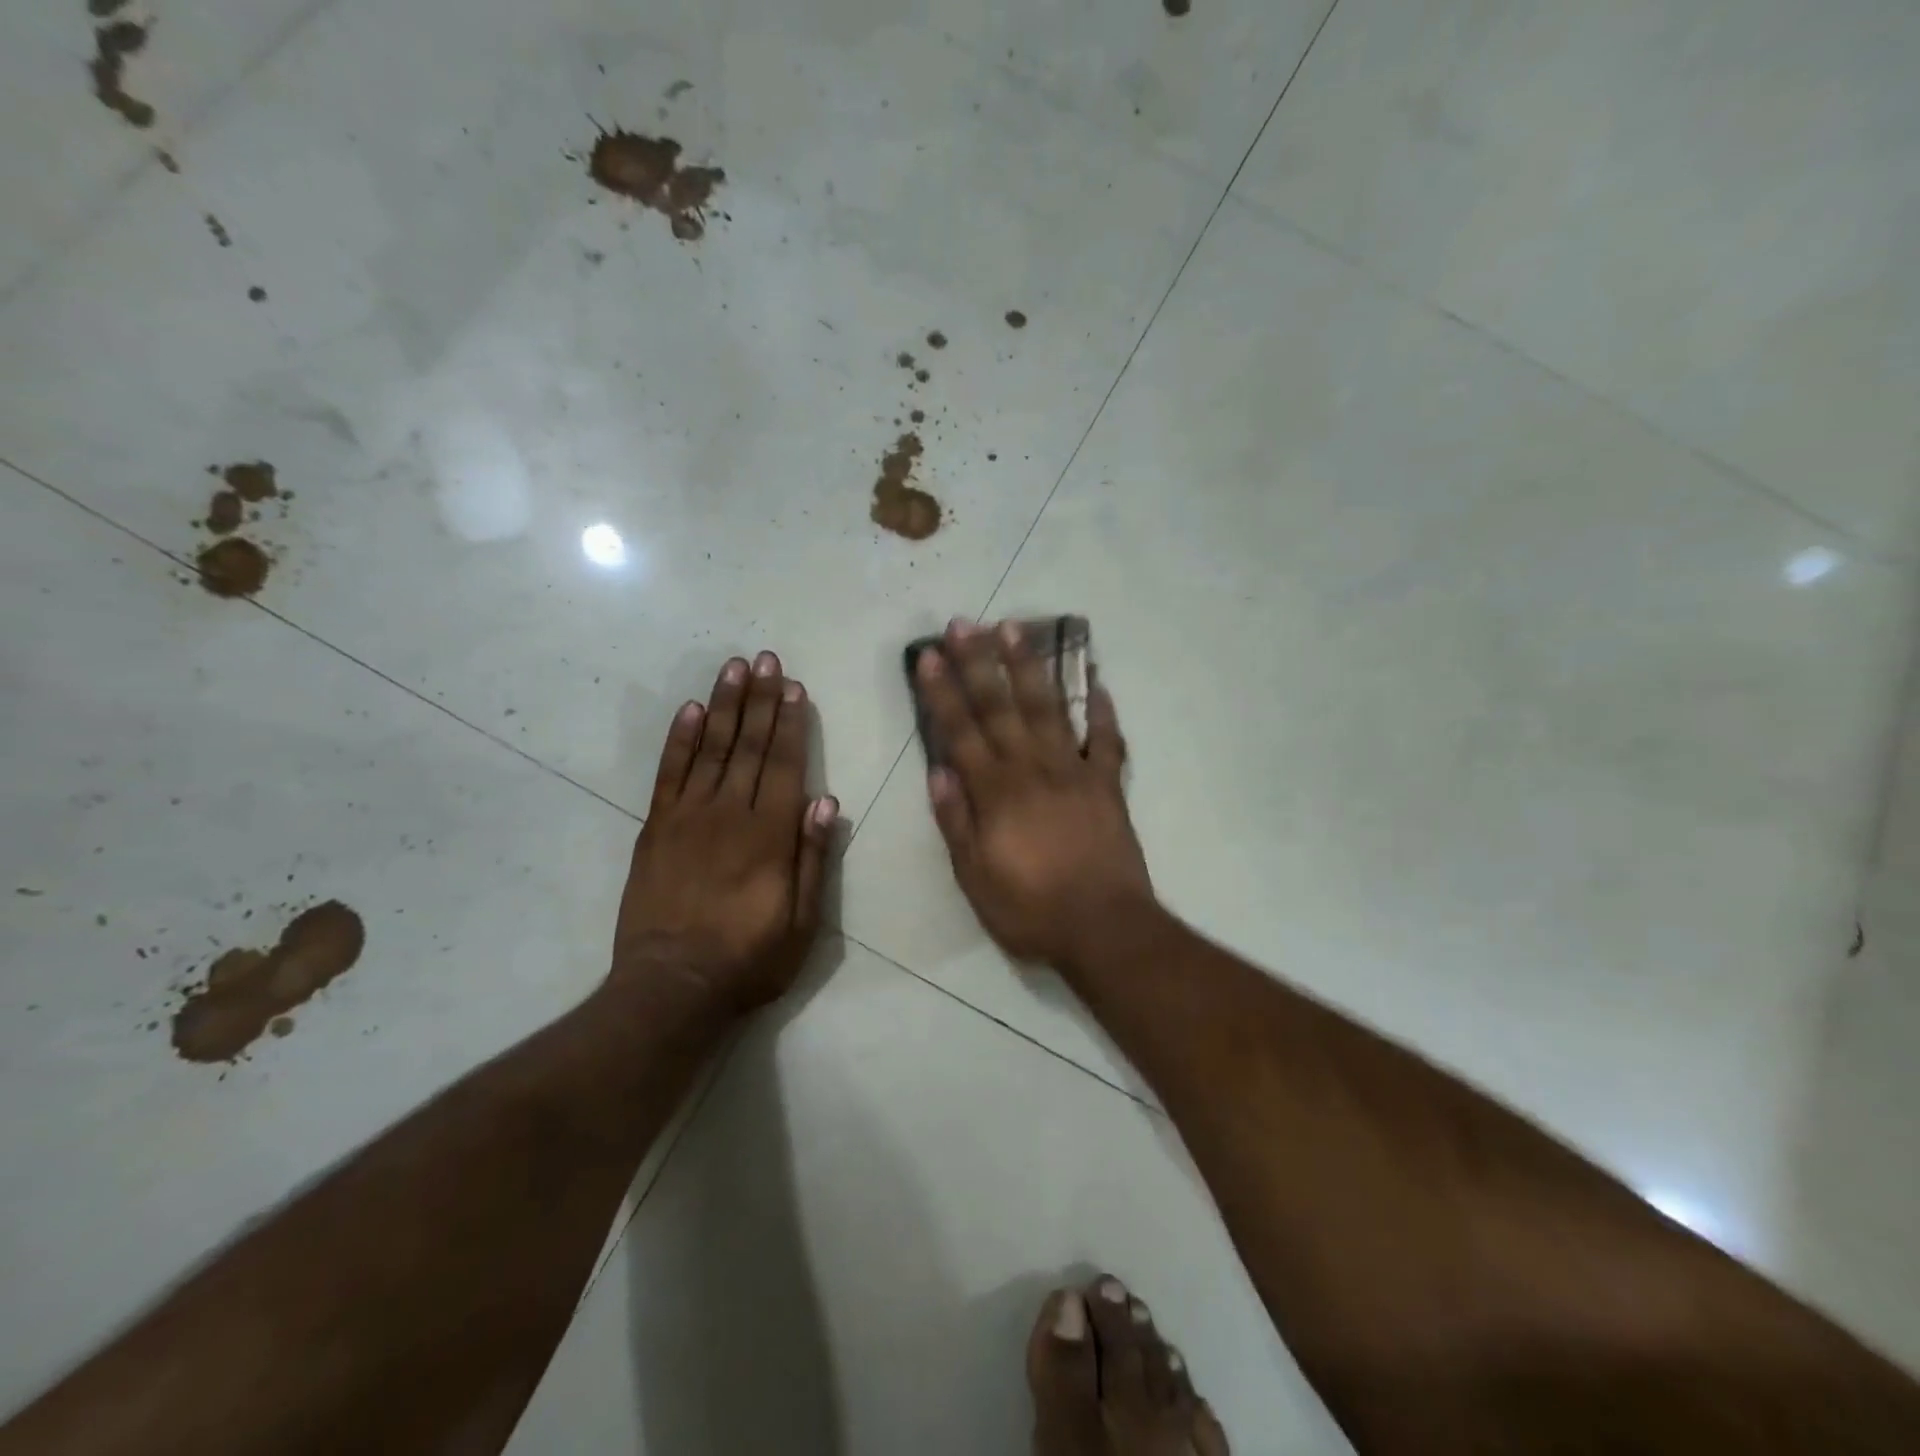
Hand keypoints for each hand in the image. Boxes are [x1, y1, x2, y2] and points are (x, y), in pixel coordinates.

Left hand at [612, 652, 837, 1016]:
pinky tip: (691, 710)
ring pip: (711, 748)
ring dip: (725, 705)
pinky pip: (669, 773)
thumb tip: (826, 802)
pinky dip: (681, 739)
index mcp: (771, 834)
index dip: (792, 723)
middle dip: (761, 699)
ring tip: (734, 668)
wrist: (671, 987)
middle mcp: (730, 813)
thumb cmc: (749, 958)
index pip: (785, 764)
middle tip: (767, 659)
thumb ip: (814, 858)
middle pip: (750, 745)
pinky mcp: (656, 828)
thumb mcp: (802, 922)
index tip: (795, 688)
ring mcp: (688, 817)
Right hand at [917, 620, 1153, 970]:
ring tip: (1016, 629)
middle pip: (1001, 706)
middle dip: (979, 662)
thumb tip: (938, 772)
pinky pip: (1108, 739)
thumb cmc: (1030, 909)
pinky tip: (1097, 680)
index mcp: (995, 792)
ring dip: (1030, 667)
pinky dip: (1104, 709)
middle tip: (965, 623)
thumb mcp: (974, 877)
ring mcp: (1075, 771)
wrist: (1103, 927)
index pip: (961, 731)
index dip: (943, 691)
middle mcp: (1032, 769)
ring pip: (1049, 708)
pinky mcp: (1108, 784)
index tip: (929, 655)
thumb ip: (956, 822)